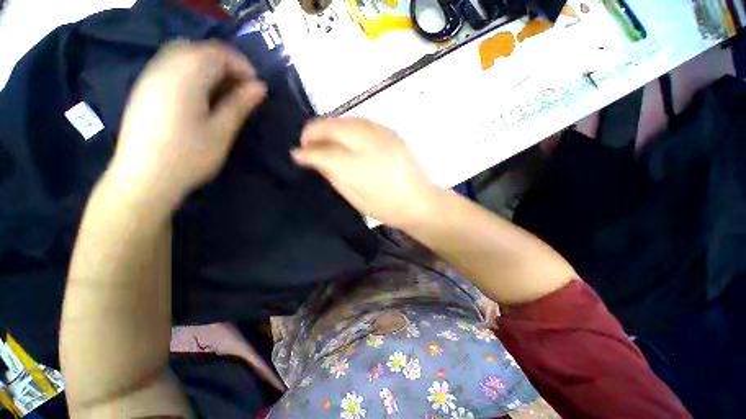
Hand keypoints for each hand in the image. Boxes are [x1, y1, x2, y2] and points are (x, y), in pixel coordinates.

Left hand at [108, 40, 266, 207]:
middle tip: (242, 90)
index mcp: (186, 76)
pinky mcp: (145, 87)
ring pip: (185, 55)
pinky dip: (192, 72)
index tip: (257, 89)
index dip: (243, 67)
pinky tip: (201, 95)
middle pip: (201, 49)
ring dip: (210, 68)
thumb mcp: (222, 131)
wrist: (144, 178)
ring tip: (224, 93)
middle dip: (226, 65)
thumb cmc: (189, 156)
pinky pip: (172, 65)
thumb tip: (260, 87)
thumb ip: (240, 104)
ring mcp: (151, 75)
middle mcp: (165, 67)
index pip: (219, 53)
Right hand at [292, 118, 440, 226]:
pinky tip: (345, 138)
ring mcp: (382, 135)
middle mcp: (368, 144)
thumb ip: (334, 176)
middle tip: (307, 144)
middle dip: (313, 132)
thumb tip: (315, 160)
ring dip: (330, 127)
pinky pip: (362, 122)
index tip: (296, 155)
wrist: (422, 202)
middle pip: (332, 126)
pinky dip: (347, 126)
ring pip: (346, 119)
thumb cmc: (388, 208)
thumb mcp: (356, 200)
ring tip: (324, 140)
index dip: (305, 152)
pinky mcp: (391, 132)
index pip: (322, 152)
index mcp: (358, 167)